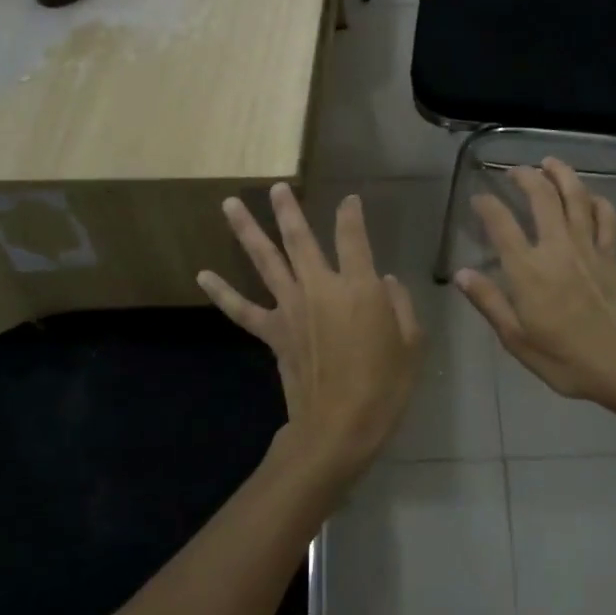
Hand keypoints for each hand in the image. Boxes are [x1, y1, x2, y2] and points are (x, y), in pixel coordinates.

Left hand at [199, 184, 422, 481]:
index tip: (350, 201)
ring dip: (247, 231)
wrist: (340, 426)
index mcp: (359, 287)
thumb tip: (385, 281)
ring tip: (229, 204)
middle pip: (300, 239)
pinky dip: (222, 292)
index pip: (354, 237)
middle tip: (276, 187)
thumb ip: (400, 305)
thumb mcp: (412, 343)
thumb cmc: (385, 385)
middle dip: (288, 210)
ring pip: (265, 260)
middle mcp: (320, 287)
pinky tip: (203, 274)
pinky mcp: (272, 332)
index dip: (352, 215)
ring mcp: (290, 308)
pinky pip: (242, 309)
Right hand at [455, 159, 615, 422]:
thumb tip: (460, 273)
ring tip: (549, 162)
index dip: (487, 205)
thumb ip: (489, 302)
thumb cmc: (566, 359)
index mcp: (528, 271)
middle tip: (514, 170)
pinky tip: (590, 196)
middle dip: (525, 177)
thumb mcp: (517, 339)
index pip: (501, 224)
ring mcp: (588, 248)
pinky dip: (597, 201)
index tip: (478, 197)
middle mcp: (557, 248)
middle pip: (541, 197)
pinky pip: (605, 217)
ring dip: (561, 174)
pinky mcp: (611, 255)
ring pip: (575, 197)